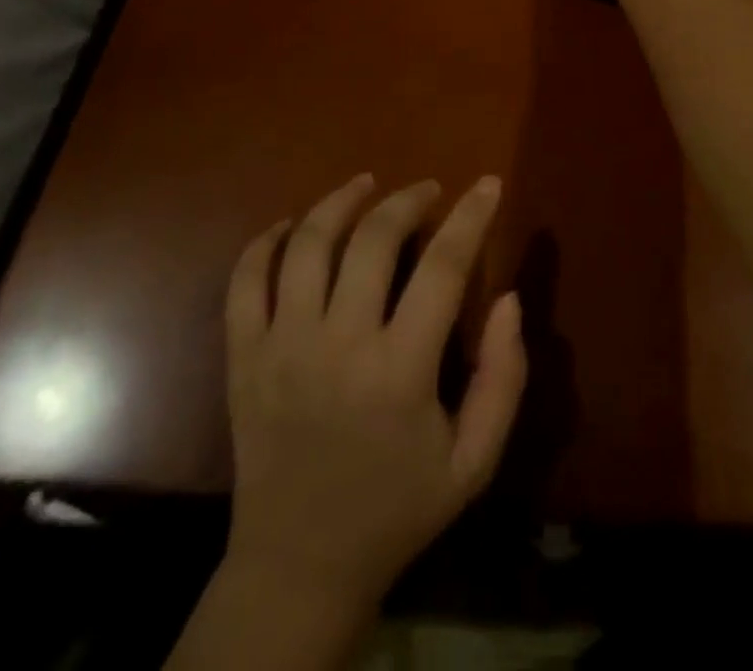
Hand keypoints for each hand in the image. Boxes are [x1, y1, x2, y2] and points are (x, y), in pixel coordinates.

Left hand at [221, 174, 526, 614]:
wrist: (299, 567)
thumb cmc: (397, 509)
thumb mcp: (474, 461)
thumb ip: (503, 378)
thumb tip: (509, 300)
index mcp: (400, 371)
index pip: (443, 266)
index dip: (471, 216)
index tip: (487, 184)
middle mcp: (337, 346)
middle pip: (372, 240)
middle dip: (407, 200)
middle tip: (428, 190)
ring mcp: (281, 348)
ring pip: (306, 245)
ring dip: (338, 202)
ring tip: (365, 185)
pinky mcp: (242, 359)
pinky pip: (244, 281)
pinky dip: (263, 242)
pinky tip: (291, 226)